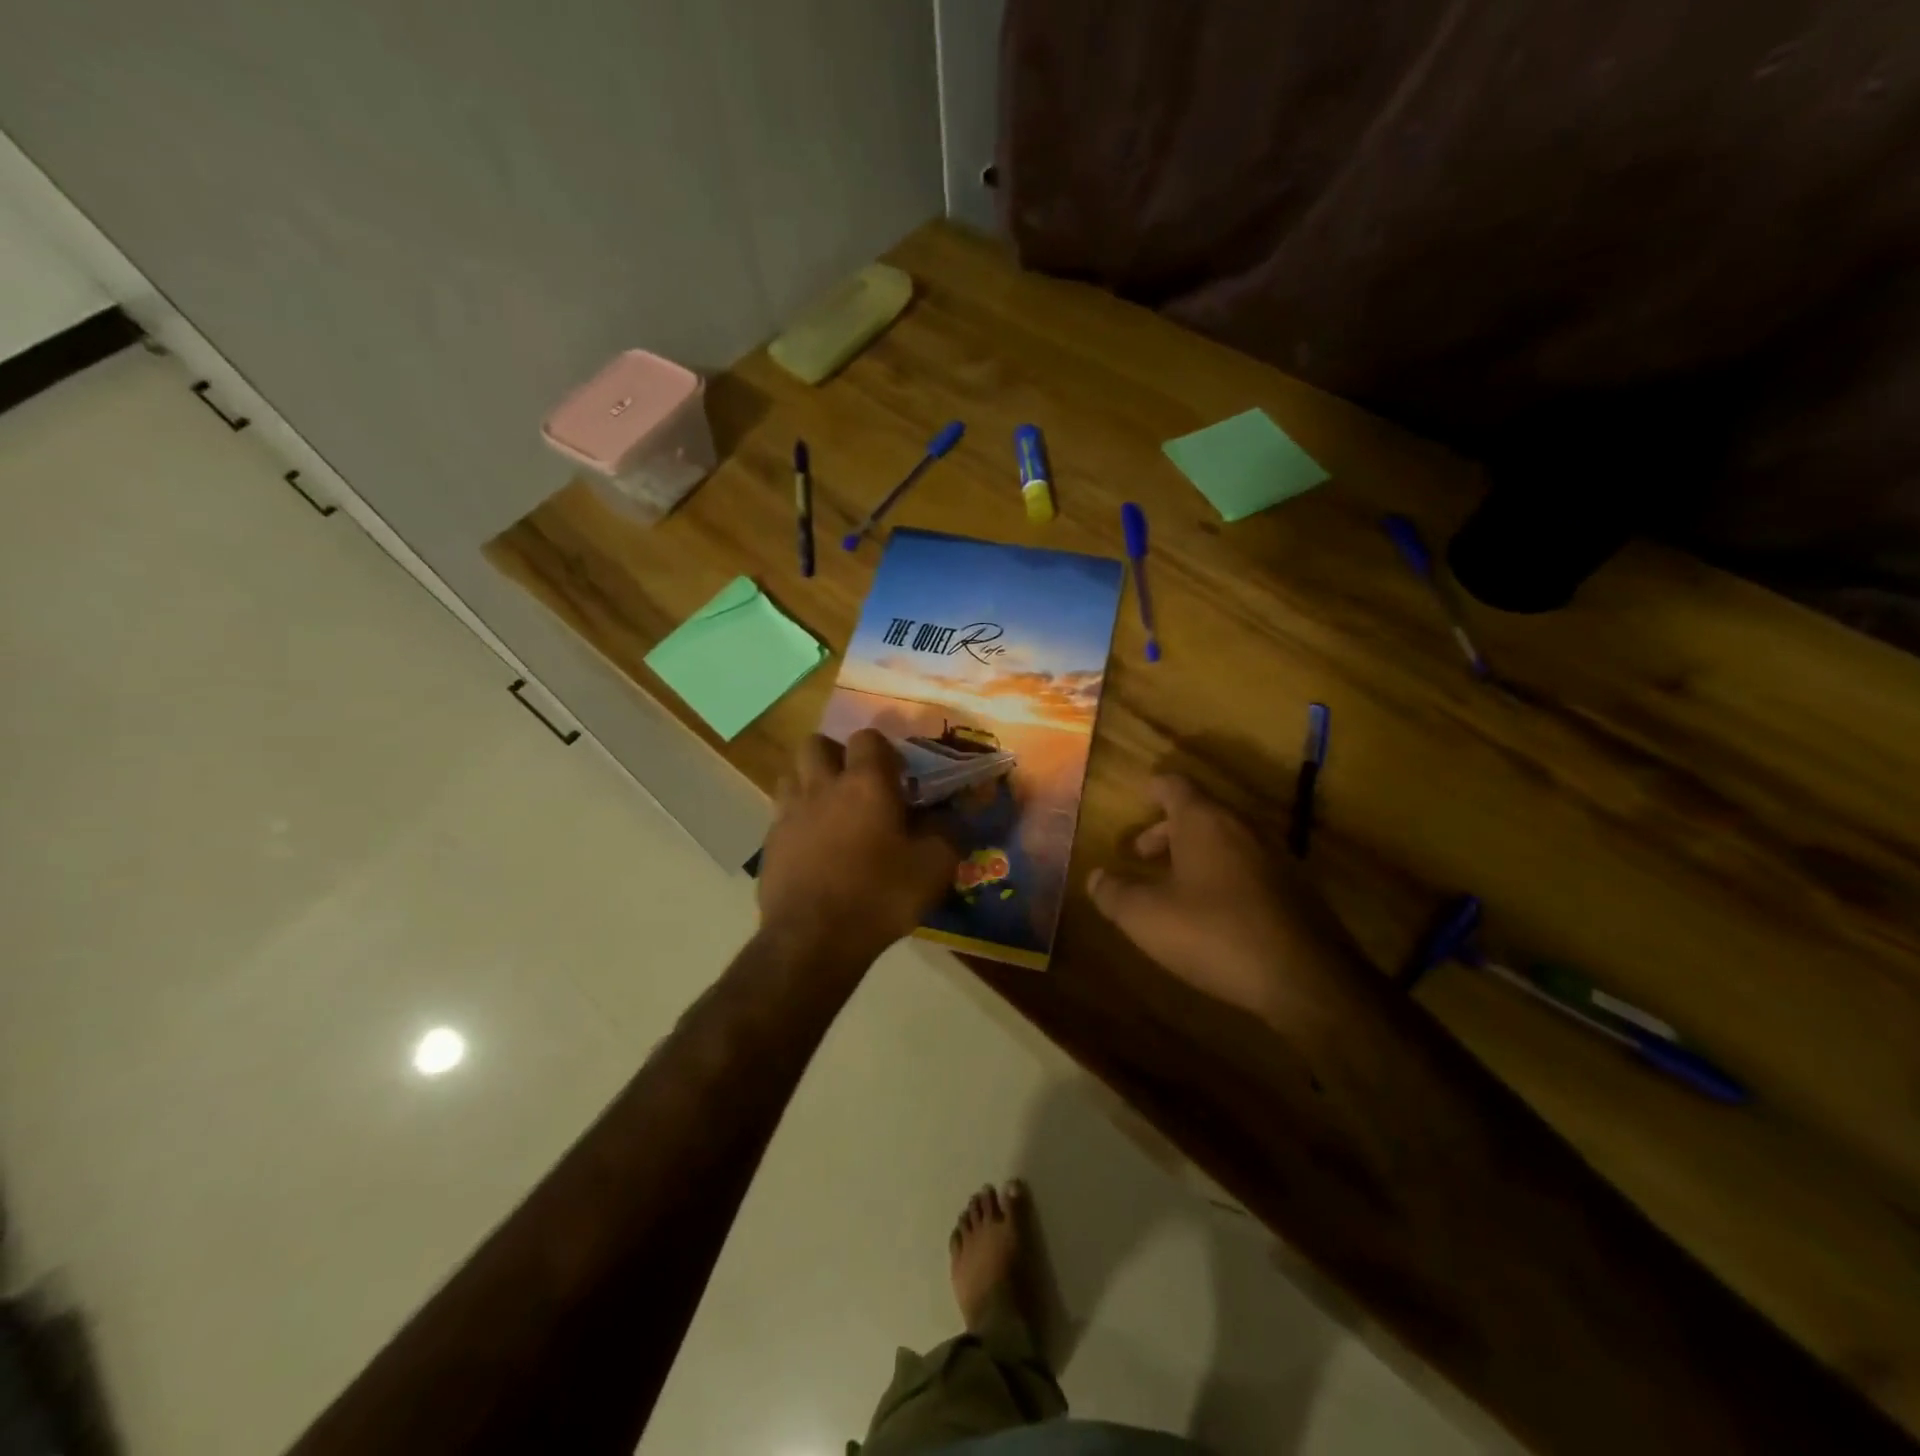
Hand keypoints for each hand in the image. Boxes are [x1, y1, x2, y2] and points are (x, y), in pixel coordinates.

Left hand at [759, 730, 959, 966]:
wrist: (814, 939)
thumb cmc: (880, 895)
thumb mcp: (934, 866)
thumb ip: (948, 831)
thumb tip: (951, 814)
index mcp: (865, 783)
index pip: (868, 737)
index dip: (883, 750)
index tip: (898, 776)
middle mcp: (822, 786)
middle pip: (817, 744)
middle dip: (835, 755)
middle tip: (855, 784)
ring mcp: (789, 812)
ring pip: (792, 774)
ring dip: (810, 782)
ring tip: (830, 810)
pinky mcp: (769, 842)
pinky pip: (781, 813)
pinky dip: (796, 819)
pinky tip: (812, 847)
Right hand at [1086, 774, 1351, 1020]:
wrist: (1306, 979)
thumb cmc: (1215, 933)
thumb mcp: (1147, 917)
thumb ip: (1114, 893)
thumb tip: (1095, 877)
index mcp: (1204, 821)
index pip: (1174, 784)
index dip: (1152, 788)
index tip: (1137, 798)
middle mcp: (1241, 827)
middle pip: (1199, 812)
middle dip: (1165, 831)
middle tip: (1140, 856)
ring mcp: (1274, 856)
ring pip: (1224, 840)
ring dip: (1194, 854)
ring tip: (1171, 887)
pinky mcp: (1295, 889)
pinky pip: (1247, 867)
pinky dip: (1222, 875)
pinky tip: (1212, 913)